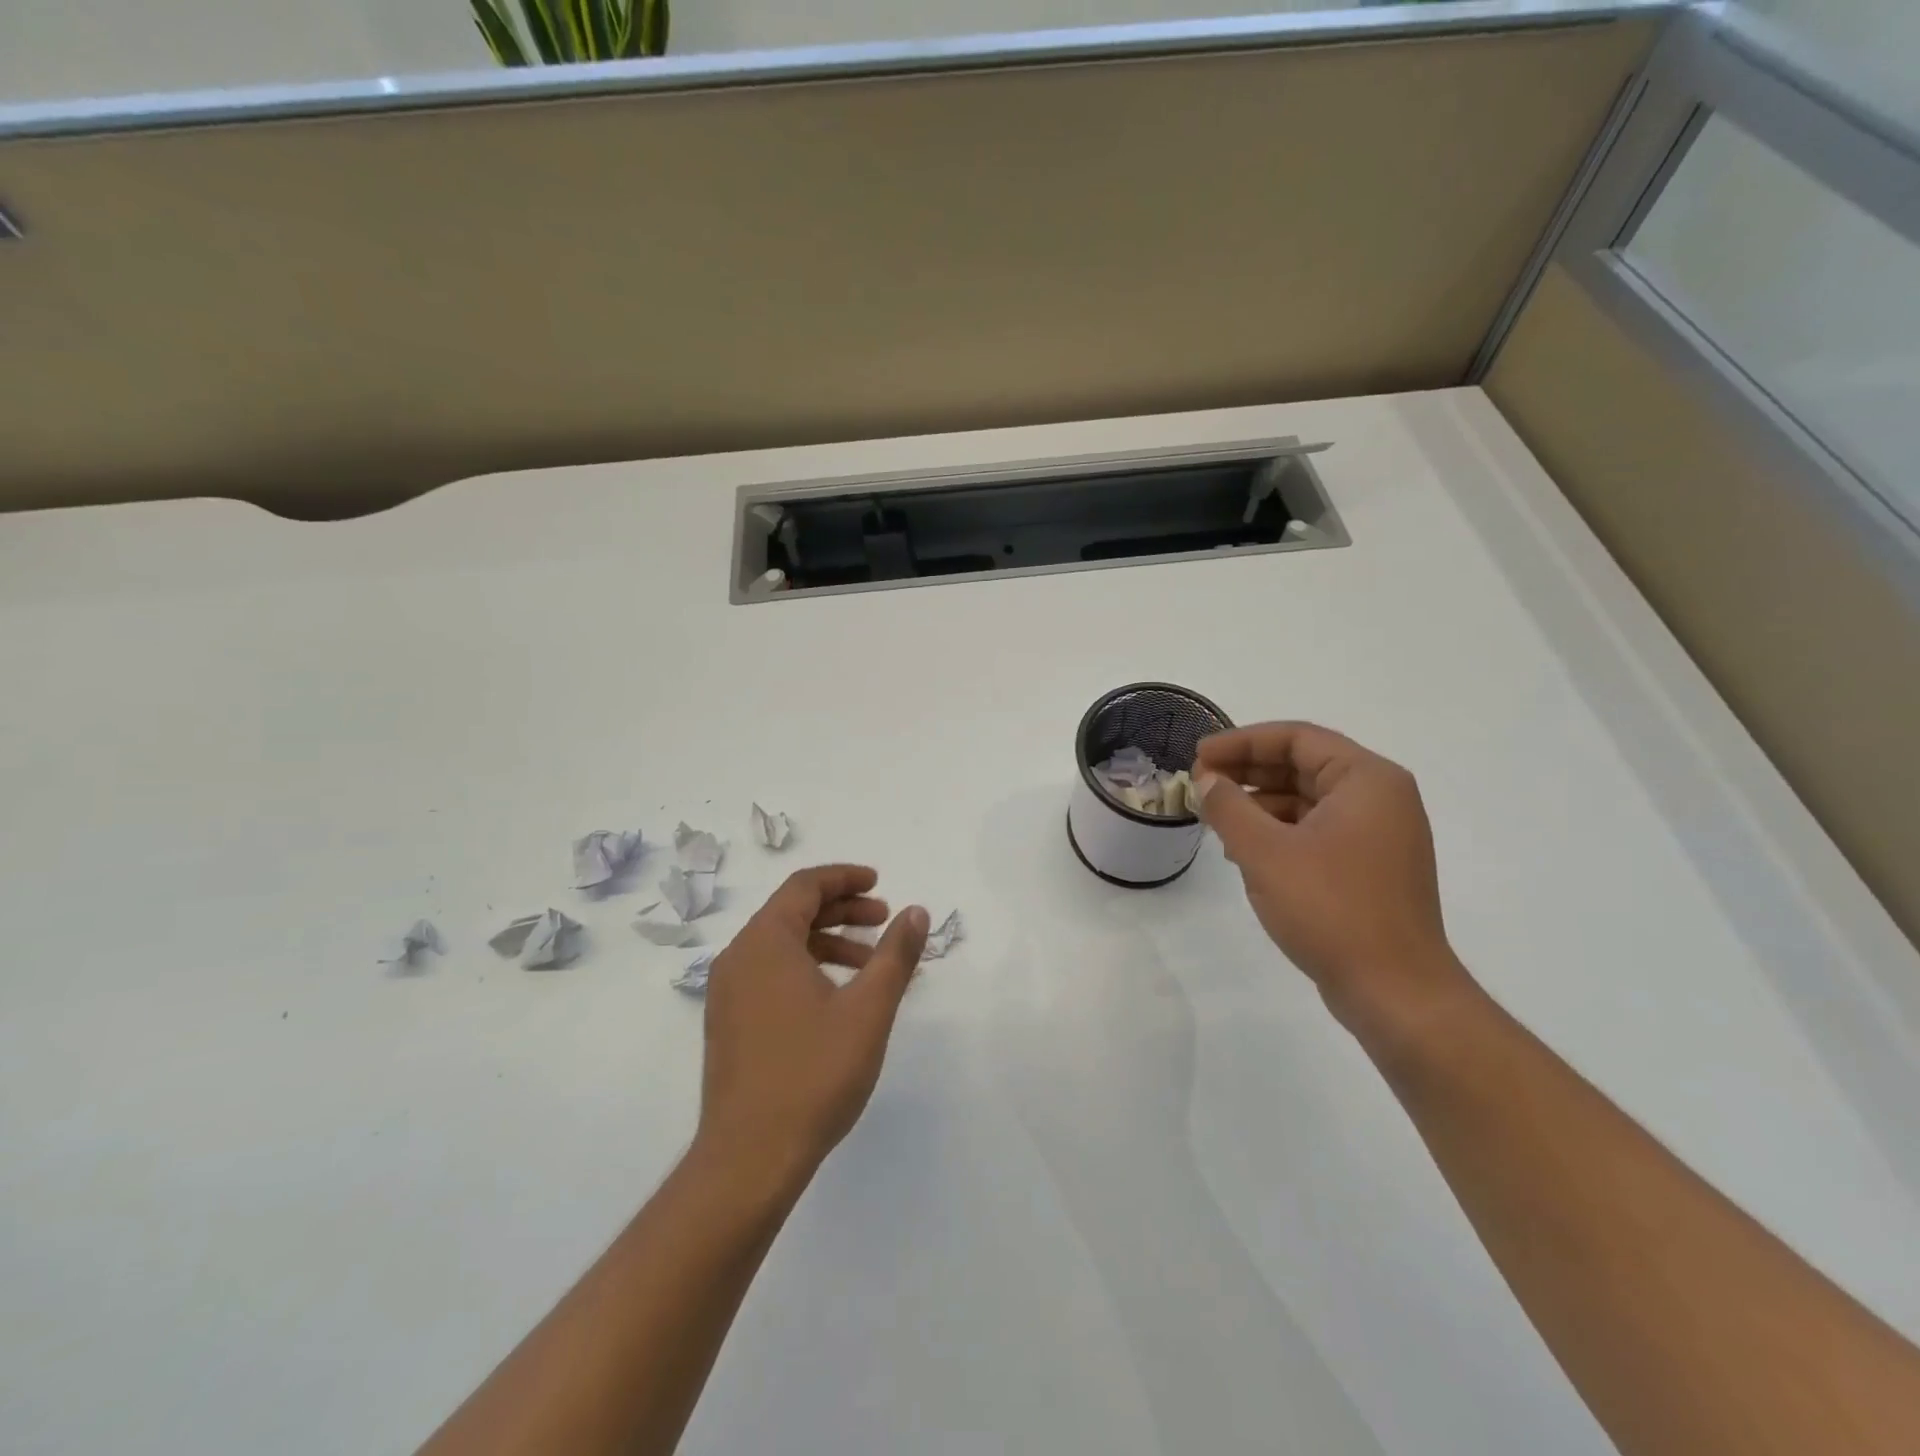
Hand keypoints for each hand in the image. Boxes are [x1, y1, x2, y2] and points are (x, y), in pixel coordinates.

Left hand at [696, 866, 928, 1190]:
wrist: (749, 1158)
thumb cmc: (813, 1073)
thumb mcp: (868, 1009)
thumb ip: (895, 954)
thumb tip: (916, 911)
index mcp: (765, 942)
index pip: (804, 886)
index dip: (845, 878)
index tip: (880, 883)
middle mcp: (739, 957)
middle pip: (792, 912)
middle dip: (842, 909)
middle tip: (883, 920)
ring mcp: (728, 993)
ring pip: (782, 945)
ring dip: (828, 942)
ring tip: (870, 964)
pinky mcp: (729, 1023)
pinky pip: (771, 974)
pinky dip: (808, 968)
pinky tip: (838, 998)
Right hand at [1193, 723, 1468, 1034]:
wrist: (1395, 992)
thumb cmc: (1331, 908)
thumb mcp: (1265, 852)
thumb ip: (1229, 807)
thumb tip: (1207, 781)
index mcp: (1367, 780)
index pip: (1296, 738)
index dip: (1241, 742)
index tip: (1198, 756)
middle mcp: (1380, 798)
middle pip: (1303, 765)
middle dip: (1247, 772)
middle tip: (1200, 783)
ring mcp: (1379, 835)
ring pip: (1307, 800)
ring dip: (1259, 804)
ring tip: (1215, 820)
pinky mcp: (1370, 867)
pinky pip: (1317, 831)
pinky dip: (1279, 832)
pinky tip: (1244, 852)